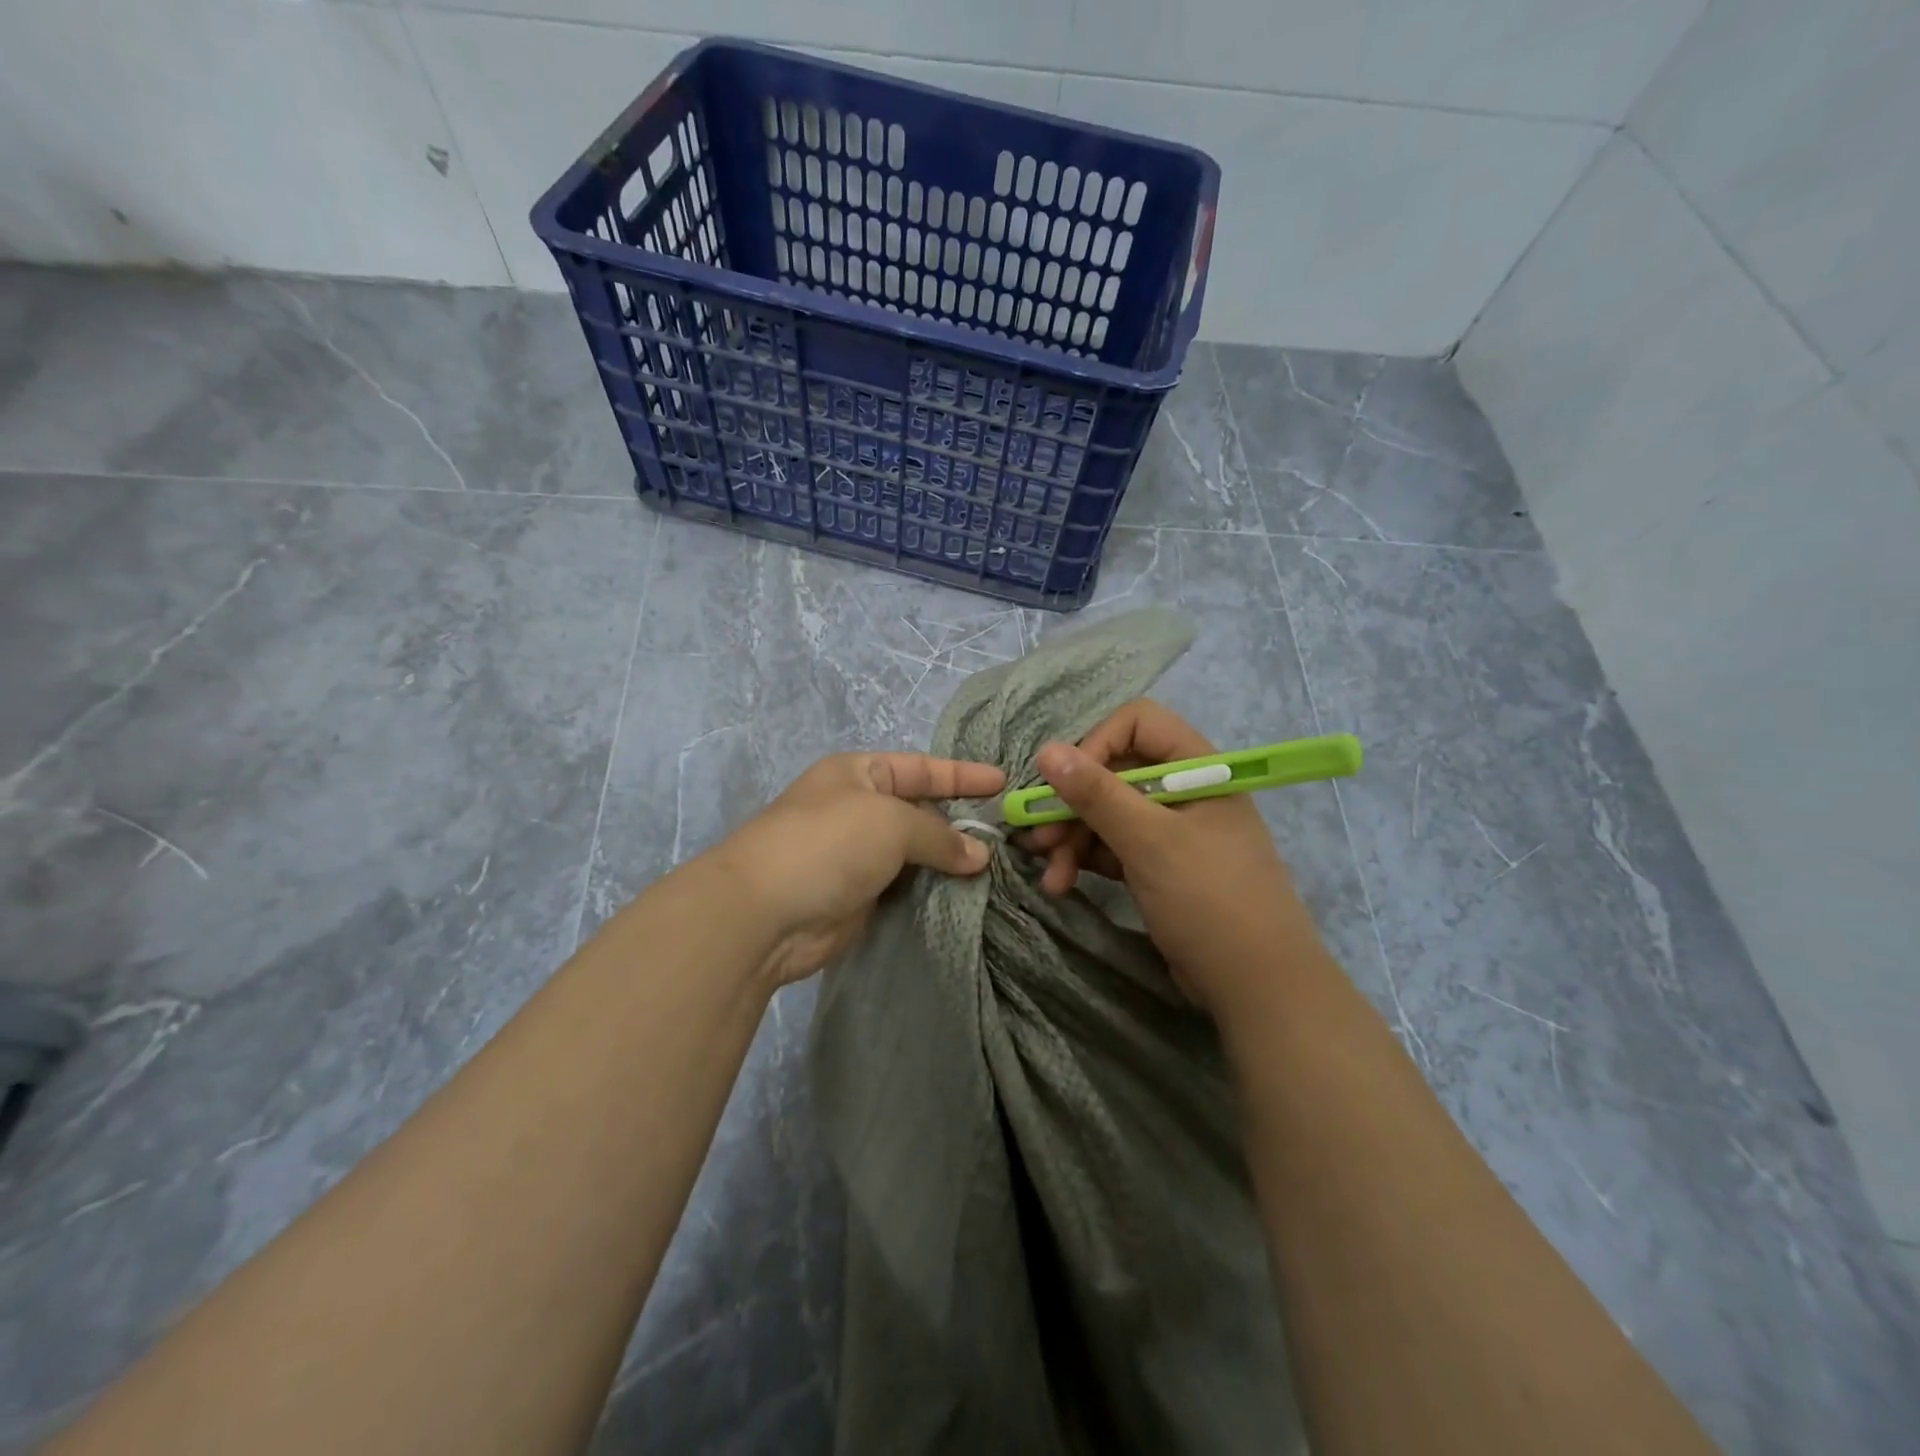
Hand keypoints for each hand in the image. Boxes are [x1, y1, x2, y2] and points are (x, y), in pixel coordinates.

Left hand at [708, 752, 1005, 987]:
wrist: (764, 914)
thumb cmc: (829, 844)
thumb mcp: (891, 823)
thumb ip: (939, 835)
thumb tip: (979, 856)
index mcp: (859, 773)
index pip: (921, 768)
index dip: (962, 775)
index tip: (1004, 784)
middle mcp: (859, 809)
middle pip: (921, 810)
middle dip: (961, 821)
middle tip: (1009, 835)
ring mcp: (857, 855)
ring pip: (916, 852)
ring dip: (950, 860)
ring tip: (1000, 868)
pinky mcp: (859, 897)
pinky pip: (906, 886)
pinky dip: (933, 889)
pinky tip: (967, 895)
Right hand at [1026, 700, 1317, 1014]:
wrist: (1258, 987)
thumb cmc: (1209, 899)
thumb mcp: (1149, 842)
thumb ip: (1096, 793)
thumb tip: (1046, 750)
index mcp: (1196, 767)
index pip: (1137, 724)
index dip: (1095, 745)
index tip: (1064, 784)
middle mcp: (1182, 790)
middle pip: (1113, 773)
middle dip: (1071, 804)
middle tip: (1036, 837)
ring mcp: (1171, 830)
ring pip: (1106, 814)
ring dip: (1071, 839)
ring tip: (1049, 874)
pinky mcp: (1158, 866)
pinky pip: (1112, 847)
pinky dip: (1086, 860)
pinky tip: (1063, 883)